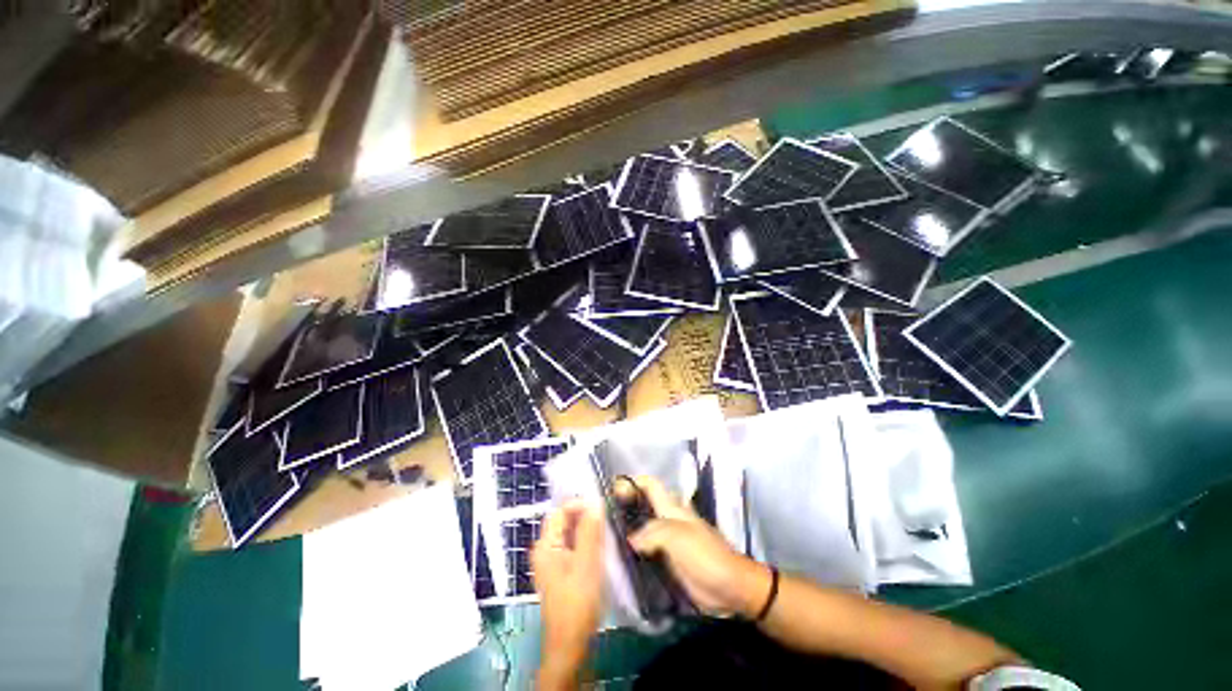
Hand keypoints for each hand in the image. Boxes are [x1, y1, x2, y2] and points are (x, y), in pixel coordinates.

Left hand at [533, 500, 604, 688]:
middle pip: (563, 521)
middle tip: (606, 520)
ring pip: (569, 534)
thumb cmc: (577, 603)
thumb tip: (595, 502)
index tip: (601, 508)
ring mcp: (551, 562)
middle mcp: (544, 550)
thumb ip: (590, 532)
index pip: (560, 511)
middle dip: (584, 516)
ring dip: (586, 530)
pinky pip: (572, 547)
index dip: (579, 504)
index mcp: (545, 545)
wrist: (570, 645)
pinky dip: (584, 543)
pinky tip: (599, 549)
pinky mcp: (560, 572)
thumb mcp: (587, 564)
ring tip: (605, 532)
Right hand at [618, 475, 770, 618]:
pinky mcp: (668, 560)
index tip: (611, 488)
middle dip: (625, 505)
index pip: (650, 485)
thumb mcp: (678, 537)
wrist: (729, 588)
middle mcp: (668, 519)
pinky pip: (647, 550)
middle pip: (644, 505)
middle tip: (603, 517)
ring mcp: (668, 541)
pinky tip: (621, 560)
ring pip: (643, 528)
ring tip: (606, 538)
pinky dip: (634, 551)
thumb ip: (652, 532)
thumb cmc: (705, 556)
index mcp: (672, 508)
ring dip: (628, 529)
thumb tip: (631, 540)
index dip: (633, 481)